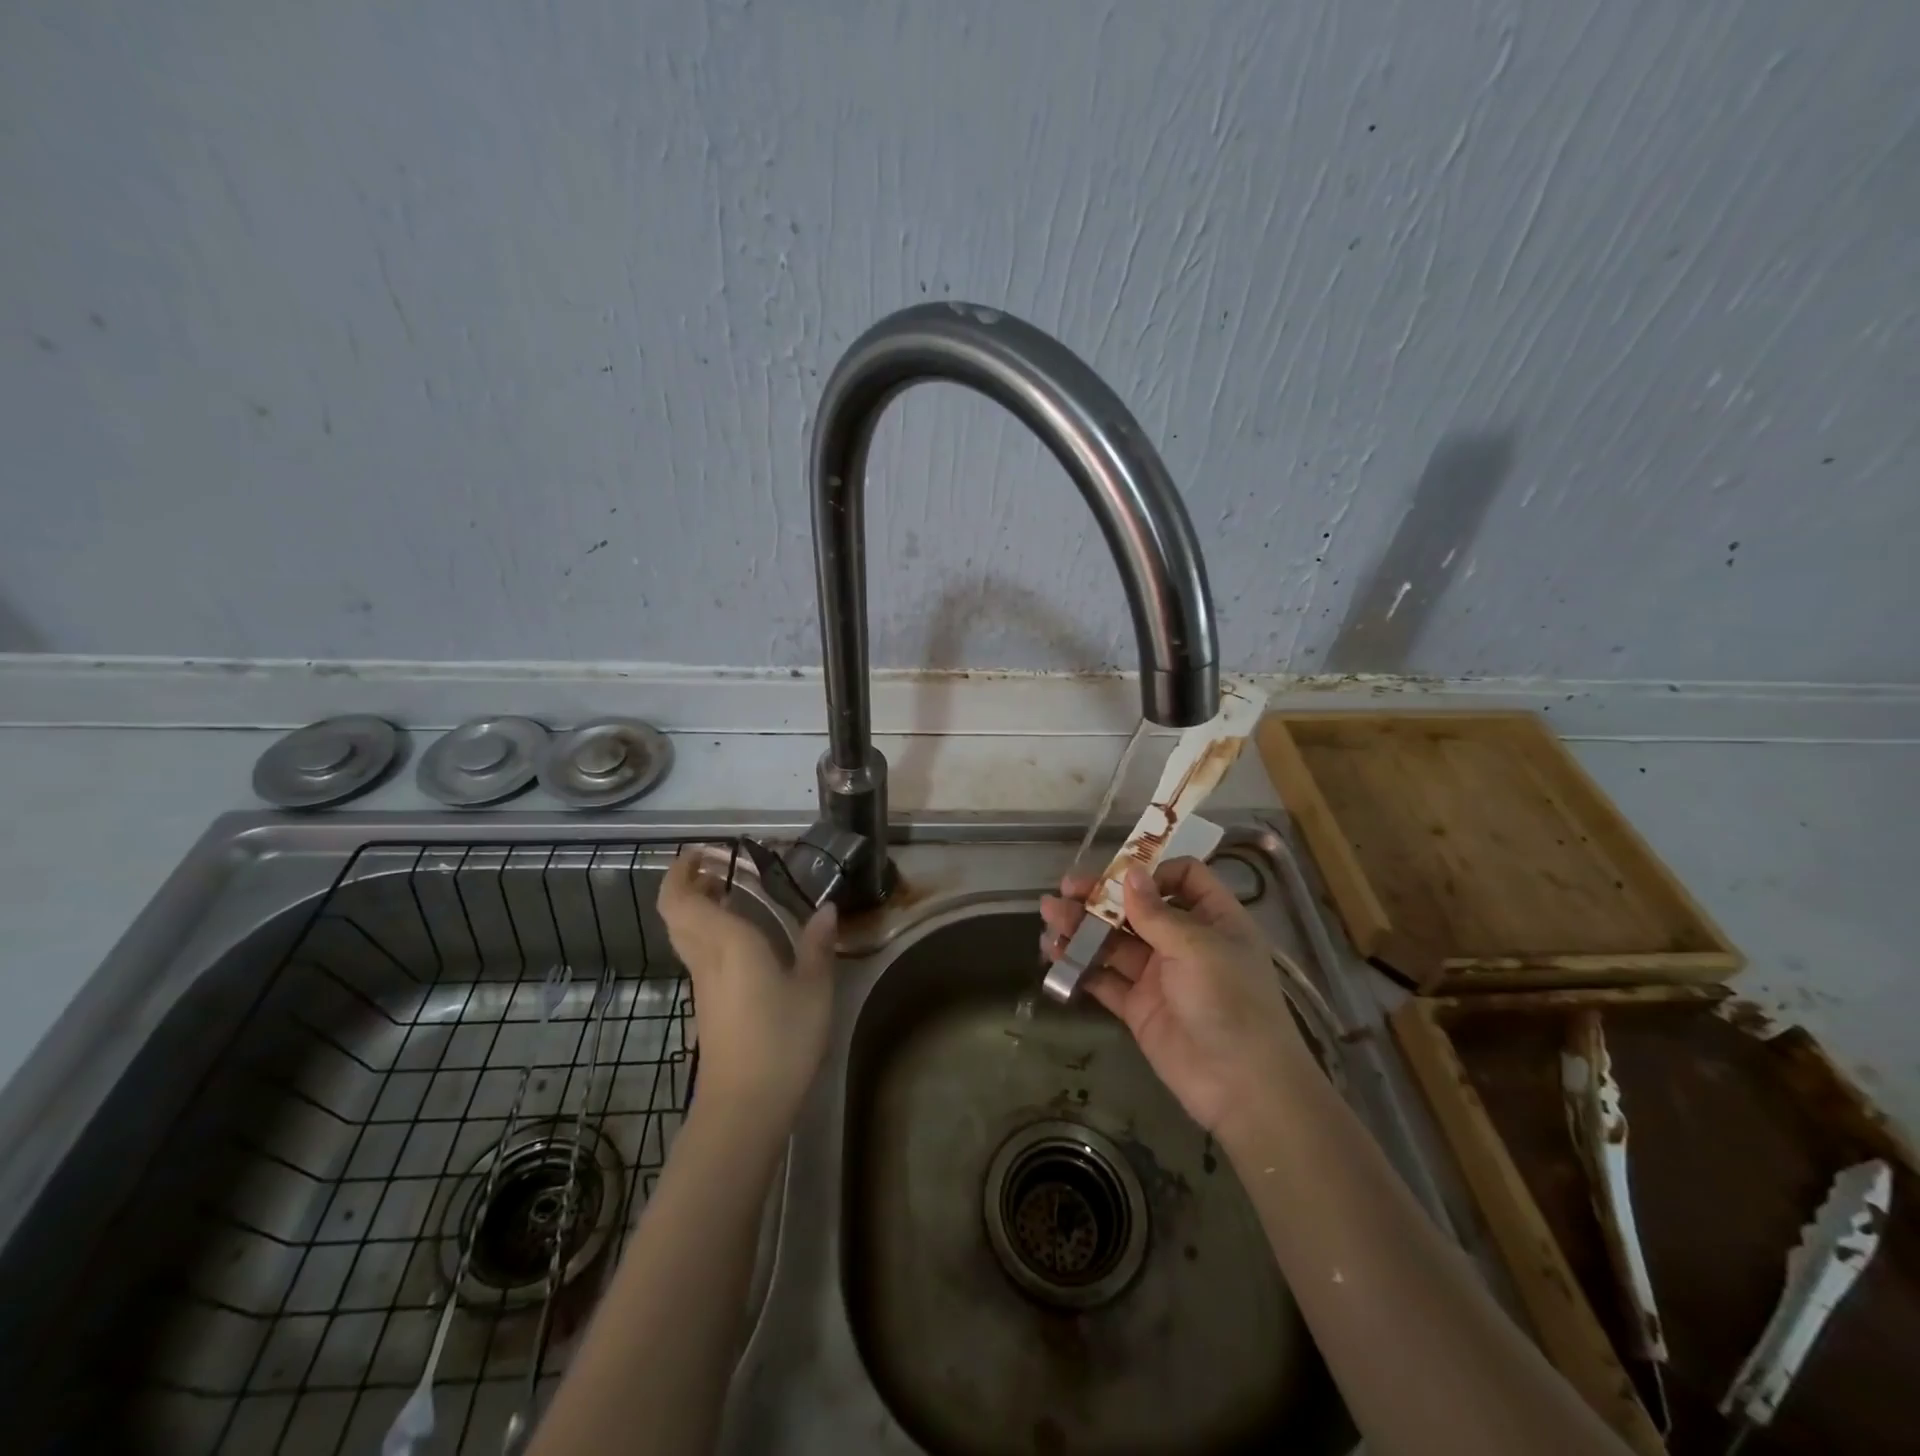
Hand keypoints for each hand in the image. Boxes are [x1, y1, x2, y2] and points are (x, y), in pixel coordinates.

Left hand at [658, 847, 838, 1123]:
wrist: (745, 1107)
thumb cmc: (781, 1040)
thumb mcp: (814, 989)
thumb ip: (818, 946)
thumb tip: (826, 909)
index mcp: (728, 943)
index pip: (681, 899)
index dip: (680, 871)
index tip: (702, 851)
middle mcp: (707, 958)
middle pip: (676, 913)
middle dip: (687, 884)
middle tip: (720, 867)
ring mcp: (703, 985)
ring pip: (686, 934)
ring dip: (699, 907)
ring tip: (734, 893)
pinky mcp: (708, 1006)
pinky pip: (700, 954)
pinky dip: (710, 933)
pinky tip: (745, 939)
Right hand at [1040, 857, 1310, 1138]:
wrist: (1241, 1086)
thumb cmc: (1230, 1001)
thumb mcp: (1197, 947)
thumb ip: (1156, 912)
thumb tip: (1130, 872)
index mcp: (1213, 919)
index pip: (1184, 878)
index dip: (1153, 871)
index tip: (1118, 873)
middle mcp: (1185, 942)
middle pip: (1138, 908)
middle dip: (1100, 897)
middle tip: (1064, 890)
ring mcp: (1160, 975)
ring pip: (1115, 941)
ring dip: (1082, 927)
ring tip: (1049, 918)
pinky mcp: (1139, 1007)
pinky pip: (1105, 979)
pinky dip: (1081, 966)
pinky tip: (1055, 955)